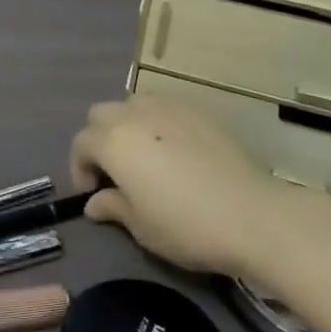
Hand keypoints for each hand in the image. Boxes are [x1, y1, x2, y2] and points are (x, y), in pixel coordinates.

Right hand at [69, 94, 284, 275]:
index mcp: (114, 142)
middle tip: (114, 171)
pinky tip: (173, 150)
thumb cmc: (186, 226)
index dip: (80, 168)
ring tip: (143, 156)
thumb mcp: (141, 227)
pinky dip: (157, 122)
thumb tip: (95, 202)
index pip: (81, 143)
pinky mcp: (197, 110)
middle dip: (99, 139)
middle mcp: (135, 114)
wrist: (251, 214)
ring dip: (127, 125)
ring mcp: (169, 107)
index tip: (93, 193)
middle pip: (102, 114)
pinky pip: (164, 107)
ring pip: (133, 104)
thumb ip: (112, 207)